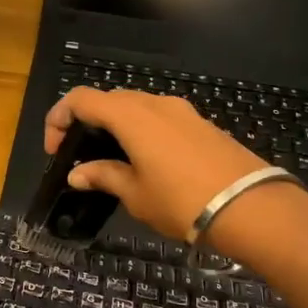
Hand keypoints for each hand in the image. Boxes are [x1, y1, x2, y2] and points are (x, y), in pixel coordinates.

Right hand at [44, 87, 271, 242]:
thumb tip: (78, 173)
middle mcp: (155, 103)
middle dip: (87, 121)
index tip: (55, 148)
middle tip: (79, 154)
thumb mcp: (135, 194)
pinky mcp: (202, 124)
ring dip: (116, 125)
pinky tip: (145, 161)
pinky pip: (160, 118)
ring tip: (111, 159)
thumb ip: (104, 176)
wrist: (252, 209)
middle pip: (109, 99)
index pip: (82, 99)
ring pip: (137, 107)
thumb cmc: (182, 202)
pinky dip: (142, 131)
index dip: (59, 118)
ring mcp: (182, 111)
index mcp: (131, 116)